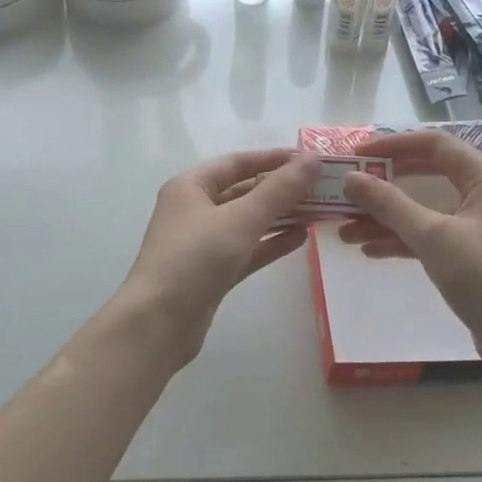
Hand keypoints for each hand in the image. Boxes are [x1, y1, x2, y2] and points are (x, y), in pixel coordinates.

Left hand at [116, 148, 321, 368]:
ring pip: (247, 222)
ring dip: (280, 216)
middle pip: (244, 191)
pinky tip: (301, 239)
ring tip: (318, 211)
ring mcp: (203, 243)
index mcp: (190, 186)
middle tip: (323, 188)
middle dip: (281, 189)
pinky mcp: (212, 272)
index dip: (274, 158)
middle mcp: (194, 209)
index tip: (311, 159)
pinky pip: (247, 249)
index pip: (237, 162)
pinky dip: (271, 242)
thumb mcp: (240, 219)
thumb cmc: (194, 259)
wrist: (158, 323)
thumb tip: (312, 159)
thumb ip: (279, 190)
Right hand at [338, 130, 481, 376]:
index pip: (435, 144)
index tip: (356, 154)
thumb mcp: (434, 237)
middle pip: (425, 176)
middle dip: (383, 185)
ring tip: (345, 231)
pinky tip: (369, 251)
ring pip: (423, 210)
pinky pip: (429, 236)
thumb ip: (390, 204)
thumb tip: (351, 178)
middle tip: (346, 191)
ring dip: (385, 218)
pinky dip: (400, 240)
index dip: (393, 145)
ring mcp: (478, 226)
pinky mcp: (470, 255)